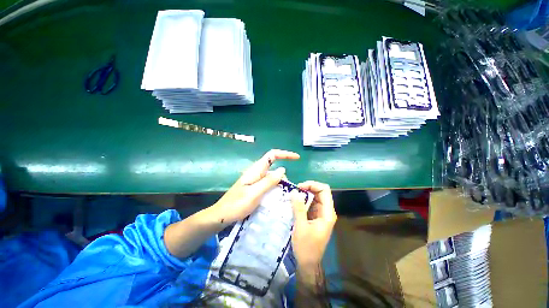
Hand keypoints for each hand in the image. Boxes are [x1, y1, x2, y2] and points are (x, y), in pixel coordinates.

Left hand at [211, 149, 299, 223]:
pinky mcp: (254, 187)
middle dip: (283, 174)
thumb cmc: (236, 204)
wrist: (221, 215)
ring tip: (284, 195)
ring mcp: (255, 180)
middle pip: (273, 166)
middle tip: (288, 189)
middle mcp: (256, 172)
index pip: (272, 155)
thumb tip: (283, 170)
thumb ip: (269, 181)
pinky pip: (268, 184)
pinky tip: (277, 198)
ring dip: (279, 182)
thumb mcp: (255, 193)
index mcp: (256, 170)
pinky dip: (275, 187)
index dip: (285, 154)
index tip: (297, 158)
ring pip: (271, 176)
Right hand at [291, 181, 336, 270]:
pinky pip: (310, 204)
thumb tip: (295, 191)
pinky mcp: (315, 217)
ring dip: (304, 194)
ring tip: (292, 195)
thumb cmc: (306, 247)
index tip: (299, 187)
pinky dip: (303, 201)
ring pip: (314, 197)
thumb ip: (299, 208)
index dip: (312, 185)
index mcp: (327, 213)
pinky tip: (294, 203)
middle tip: (294, 191)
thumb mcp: (301, 226)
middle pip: (320, 192)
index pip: (324, 190)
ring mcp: (321, 214)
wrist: (308, 264)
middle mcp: (326, 211)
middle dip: (307, 188)